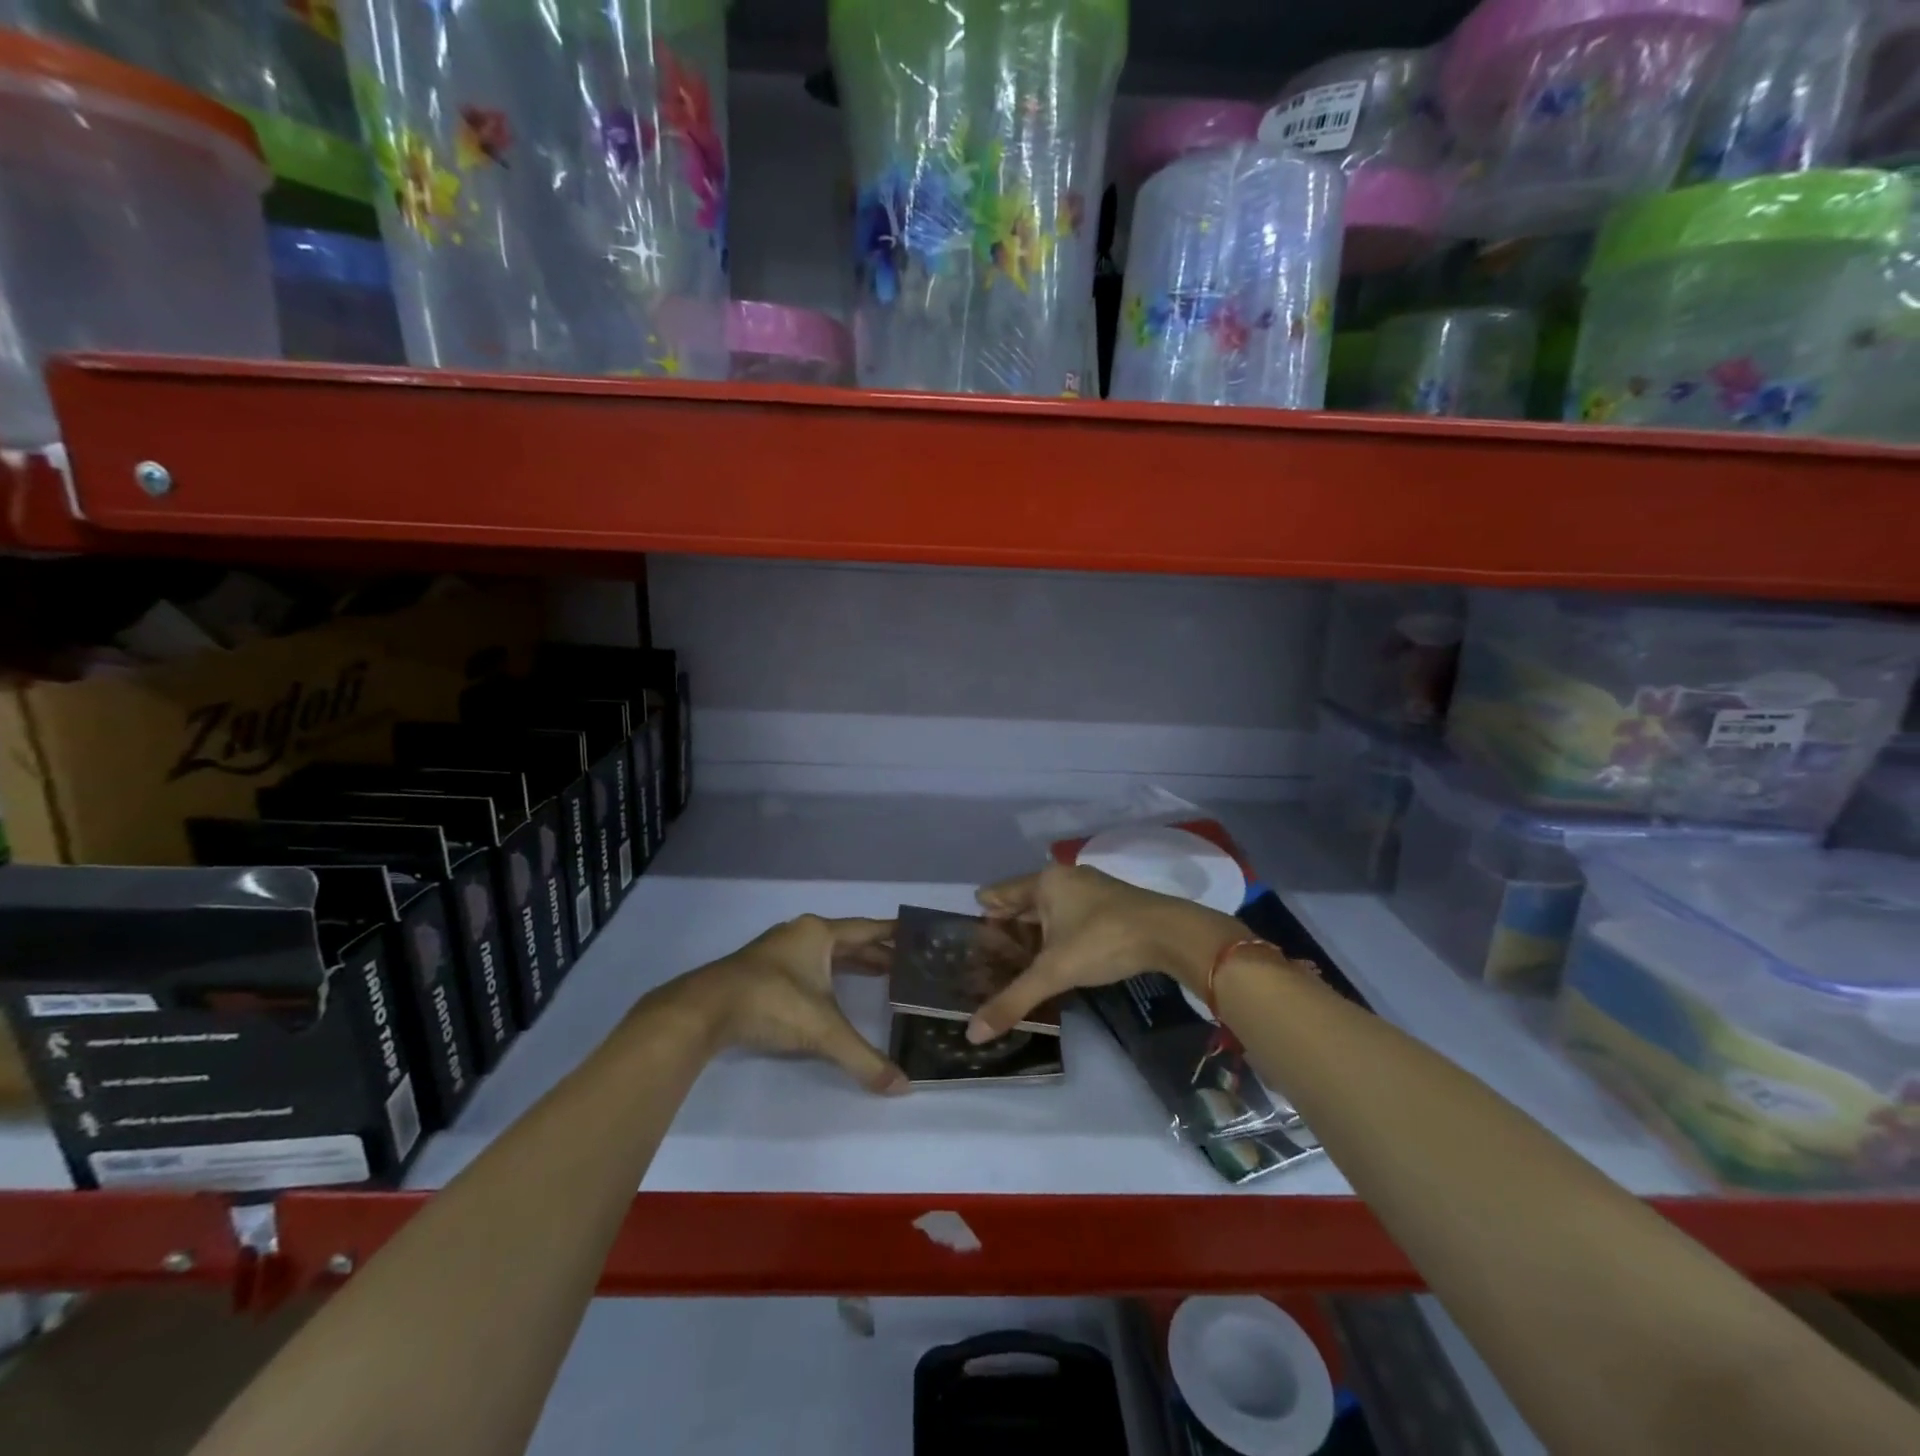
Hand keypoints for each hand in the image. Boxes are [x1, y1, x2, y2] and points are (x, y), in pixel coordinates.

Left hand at [673, 915, 908, 1094]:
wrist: (704, 1010)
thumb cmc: (772, 1003)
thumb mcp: (823, 1030)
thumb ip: (863, 1057)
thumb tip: (902, 1087)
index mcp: (818, 934)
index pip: (866, 929)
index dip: (892, 934)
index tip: (916, 934)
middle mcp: (800, 934)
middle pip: (847, 940)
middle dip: (875, 953)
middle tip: (906, 965)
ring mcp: (777, 951)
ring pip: (825, 953)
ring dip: (851, 963)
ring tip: (880, 976)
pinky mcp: (761, 970)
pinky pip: (807, 965)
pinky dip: (828, 974)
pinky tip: (833, 991)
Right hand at [966, 863, 1244, 1043]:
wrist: (1169, 933)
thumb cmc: (1103, 940)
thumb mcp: (1054, 972)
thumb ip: (1013, 1000)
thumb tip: (972, 1034)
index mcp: (1045, 883)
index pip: (1002, 892)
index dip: (984, 910)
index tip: (967, 928)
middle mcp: (1065, 878)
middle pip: (1025, 899)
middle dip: (1008, 921)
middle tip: (988, 948)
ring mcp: (1091, 888)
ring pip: (1051, 907)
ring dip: (1035, 927)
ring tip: (1018, 953)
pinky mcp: (1112, 903)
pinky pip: (1071, 914)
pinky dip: (1058, 930)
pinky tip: (1057, 952)